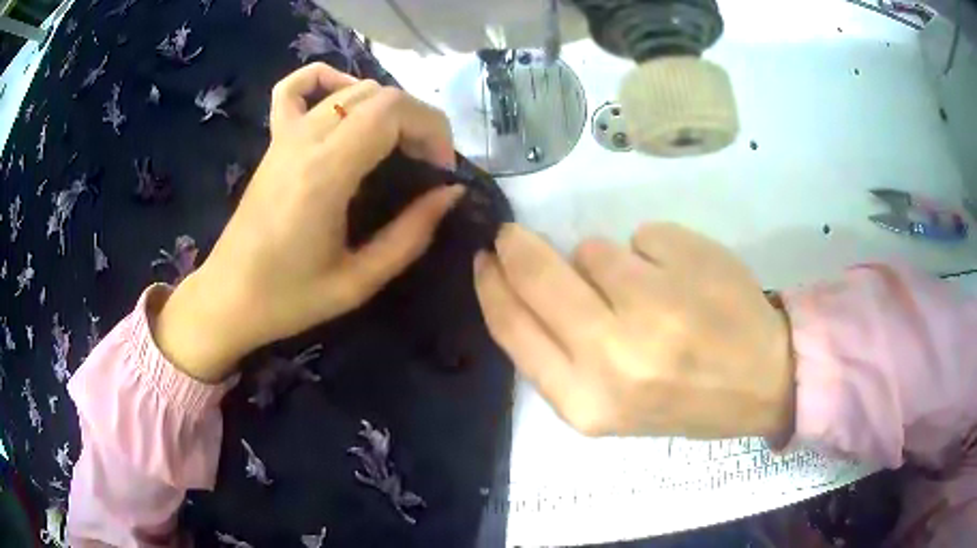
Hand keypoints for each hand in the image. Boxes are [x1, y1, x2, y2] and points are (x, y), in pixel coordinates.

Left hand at [155, 63, 463, 381]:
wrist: (230, 297)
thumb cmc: (290, 297)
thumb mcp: (359, 281)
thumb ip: (411, 234)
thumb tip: (450, 194)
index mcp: (326, 172)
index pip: (393, 111)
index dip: (432, 130)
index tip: (442, 170)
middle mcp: (306, 139)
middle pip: (379, 95)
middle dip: (419, 120)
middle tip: (428, 164)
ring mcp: (285, 135)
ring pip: (351, 89)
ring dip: (389, 108)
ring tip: (399, 146)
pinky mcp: (273, 140)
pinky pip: (295, 88)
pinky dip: (325, 79)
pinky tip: (342, 97)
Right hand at [474, 223, 793, 438]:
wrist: (762, 381)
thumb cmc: (683, 400)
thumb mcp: (609, 406)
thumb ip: (560, 354)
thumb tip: (529, 283)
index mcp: (585, 402)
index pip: (512, 328)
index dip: (492, 286)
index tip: (486, 260)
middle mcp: (612, 357)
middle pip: (536, 275)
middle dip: (518, 247)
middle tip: (515, 236)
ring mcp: (655, 305)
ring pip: (592, 250)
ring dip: (606, 261)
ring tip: (648, 291)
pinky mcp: (687, 263)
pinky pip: (638, 236)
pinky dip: (649, 251)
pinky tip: (681, 280)